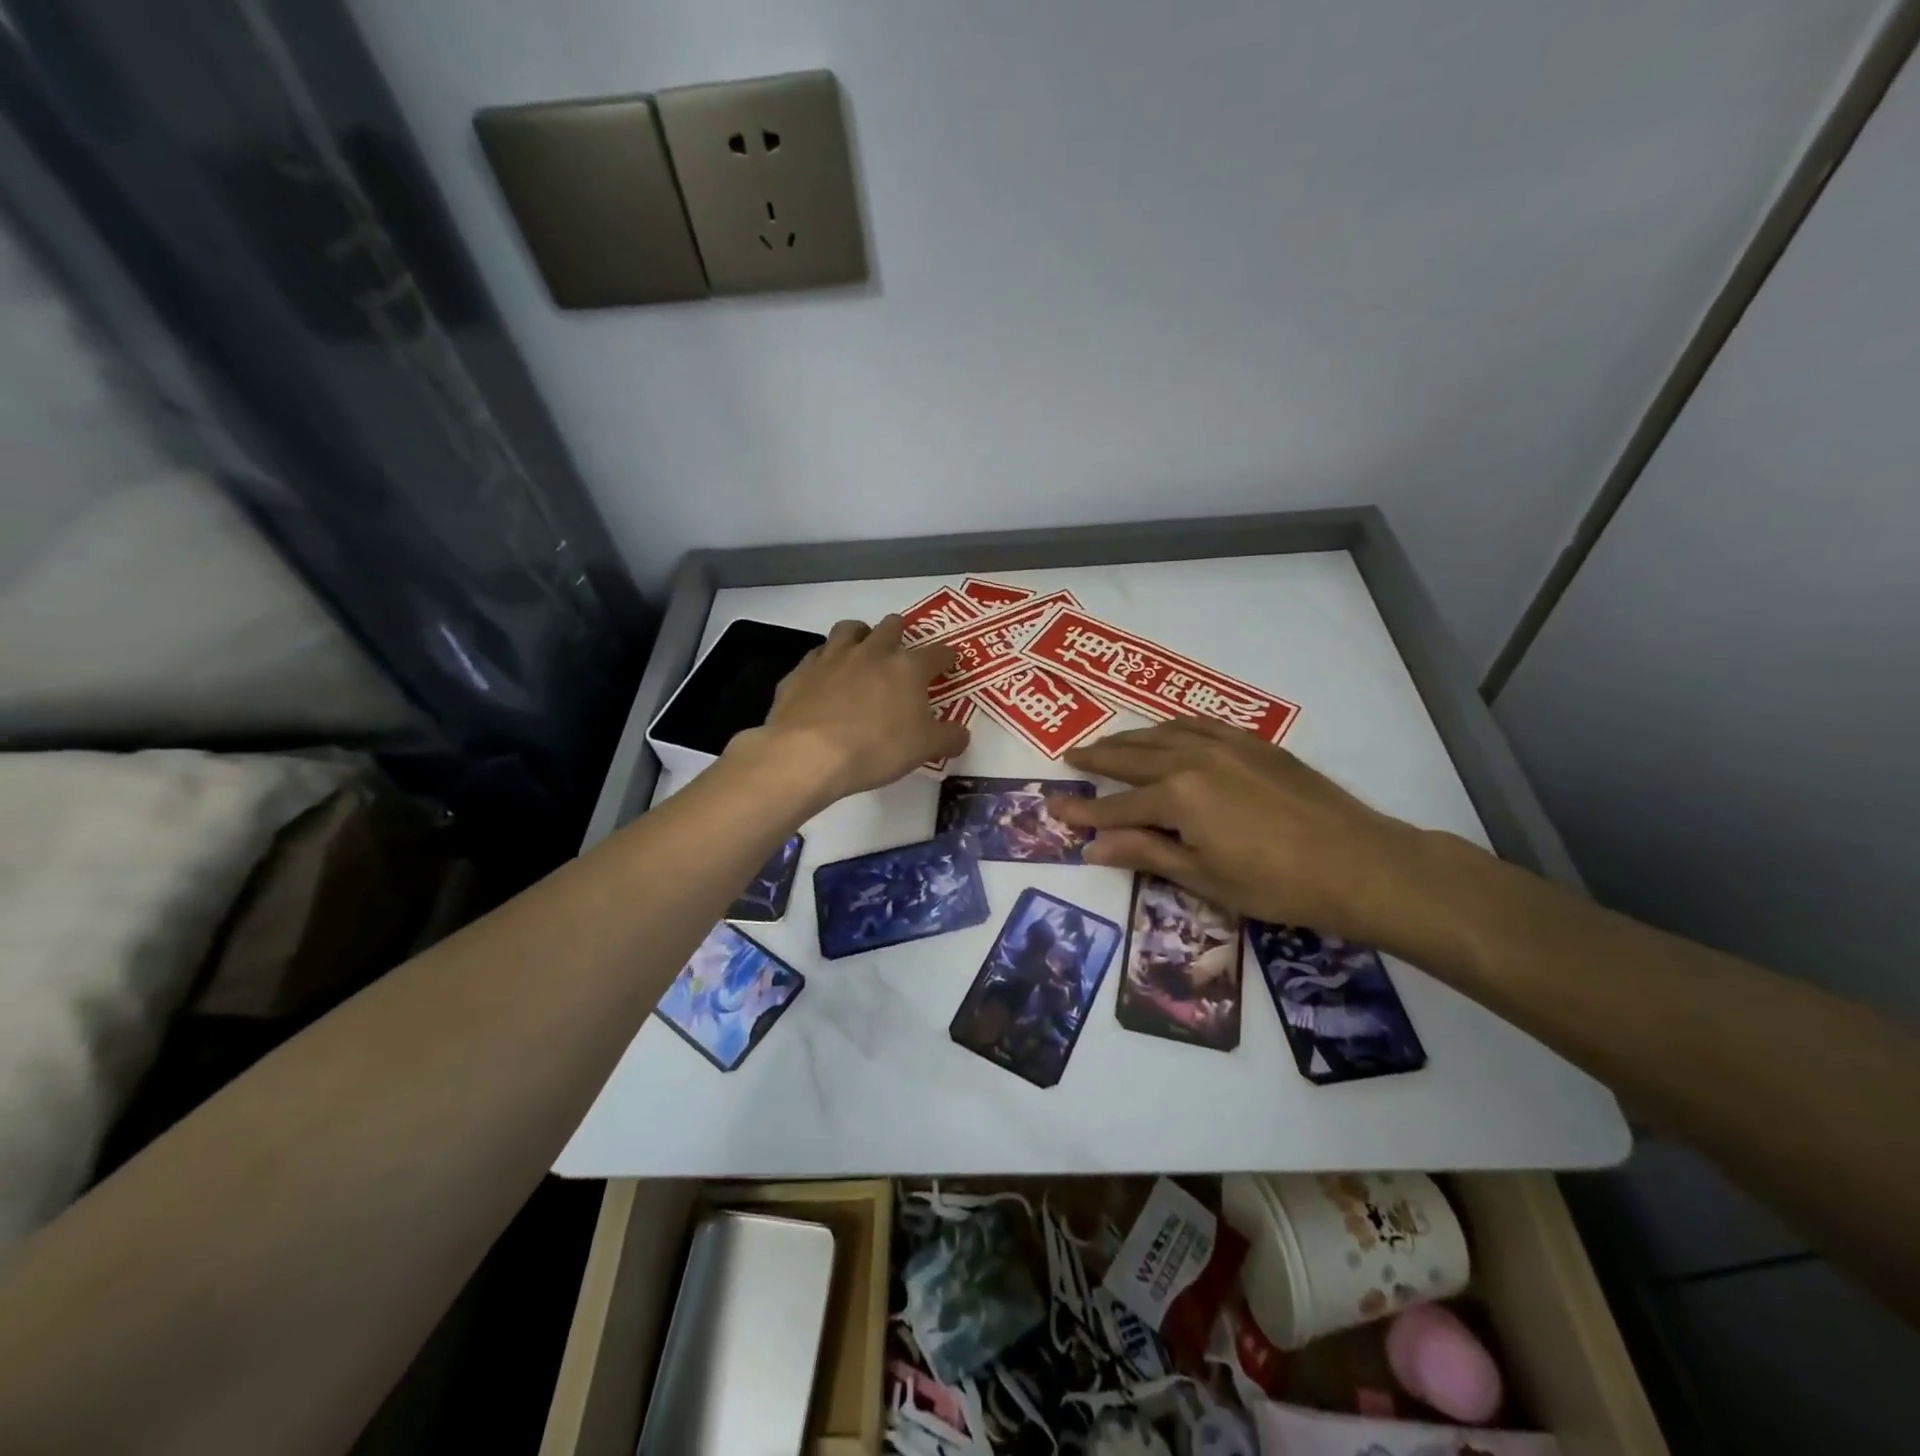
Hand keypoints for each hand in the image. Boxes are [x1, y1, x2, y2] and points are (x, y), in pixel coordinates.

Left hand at [733, 616, 968, 804]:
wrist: (808, 753)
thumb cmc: (876, 748)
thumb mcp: (924, 749)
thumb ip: (948, 738)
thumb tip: (961, 734)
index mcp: (907, 667)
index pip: (937, 653)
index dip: (947, 656)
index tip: (950, 662)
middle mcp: (872, 652)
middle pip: (891, 627)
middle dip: (900, 633)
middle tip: (901, 650)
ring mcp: (833, 657)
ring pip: (850, 629)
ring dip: (860, 634)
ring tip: (863, 649)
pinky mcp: (802, 671)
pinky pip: (817, 655)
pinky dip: (826, 660)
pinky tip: (826, 676)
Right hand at [1050, 718, 1448, 947]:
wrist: (1358, 862)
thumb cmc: (1276, 883)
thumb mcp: (1202, 877)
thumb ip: (1145, 853)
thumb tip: (1093, 846)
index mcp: (1177, 796)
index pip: (1117, 805)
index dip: (1084, 810)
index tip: (1053, 808)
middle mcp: (1193, 758)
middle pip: (1133, 756)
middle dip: (1098, 758)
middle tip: (1070, 756)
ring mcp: (1226, 744)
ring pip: (1163, 733)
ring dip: (1130, 737)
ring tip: (1108, 742)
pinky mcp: (1254, 742)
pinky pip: (1199, 723)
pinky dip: (1171, 726)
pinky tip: (1166, 731)